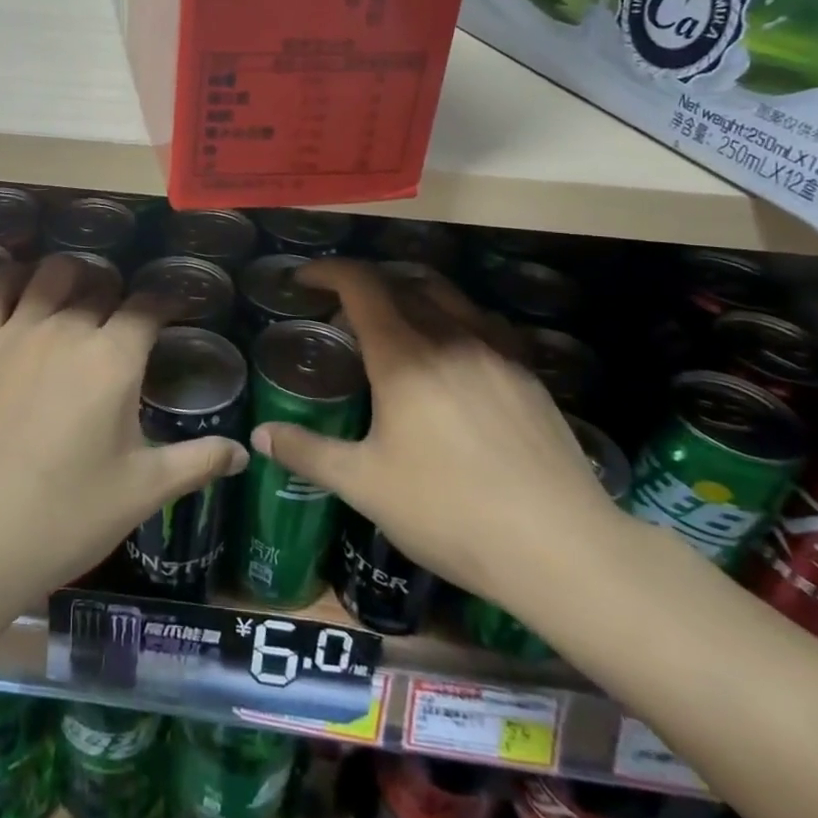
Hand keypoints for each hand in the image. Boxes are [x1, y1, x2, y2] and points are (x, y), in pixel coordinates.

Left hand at [0, 255, 247, 622]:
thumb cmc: (64, 519)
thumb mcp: (142, 493)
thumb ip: (197, 462)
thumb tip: (243, 453)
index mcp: (114, 358)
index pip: (150, 304)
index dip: (168, 300)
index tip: (176, 308)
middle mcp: (67, 328)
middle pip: (101, 282)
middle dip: (120, 291)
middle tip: (126, 317)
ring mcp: (15, 331)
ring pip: (50, 273)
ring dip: (73, 275)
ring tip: (80, 294)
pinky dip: (12, 276)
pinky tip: (22, 286)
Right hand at [250, 260, 620, 602]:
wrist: (558, 545)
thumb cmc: (448, 511)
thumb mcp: (364, 484)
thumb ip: (308, 452)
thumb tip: (260, 436)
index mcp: (404, 355)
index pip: (361, 286)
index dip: (328, 272)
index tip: (303, 280)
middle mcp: (451, 337)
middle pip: (403, 284)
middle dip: (365, 287)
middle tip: (341, 316)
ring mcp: (496, 352)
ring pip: (449, 296)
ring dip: (411, 294)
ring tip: (395, 324)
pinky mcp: (528, 374)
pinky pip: (484, 323)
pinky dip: (455, 318)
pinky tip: (454, 354)